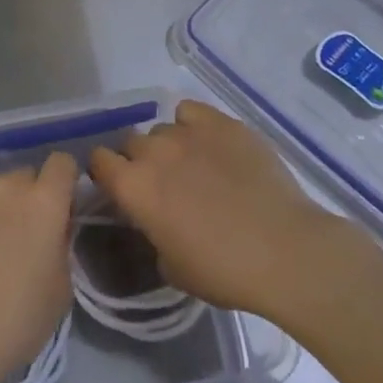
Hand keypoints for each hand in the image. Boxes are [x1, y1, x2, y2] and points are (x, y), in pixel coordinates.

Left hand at [0, 152, 78, 382]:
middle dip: (27, 199)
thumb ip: (60, 247)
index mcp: (44, 203)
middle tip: (19, 237)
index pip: (62, 164)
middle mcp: (7, 186)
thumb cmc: (14, 323)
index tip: (59, 209)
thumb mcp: (60, 291)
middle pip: (24, 177)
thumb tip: (51, 232)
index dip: (63, 182)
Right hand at [90, 100, 352, 317]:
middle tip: (162, 184)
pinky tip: (209, 144)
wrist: (284, 250)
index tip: (119, 187)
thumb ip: (153, 234)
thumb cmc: (224, 271)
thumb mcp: (173, 267)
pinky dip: (193, 124)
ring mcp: (188, 132)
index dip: (106, 173)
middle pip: (131, 142)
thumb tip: (157, 220)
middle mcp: (153, 152)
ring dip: (169, 146)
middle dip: (139, 160)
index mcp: (134, 188)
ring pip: (163, 129)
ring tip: (194, 167)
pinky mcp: (221, 122)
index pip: (98, 161)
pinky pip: (190, 111)